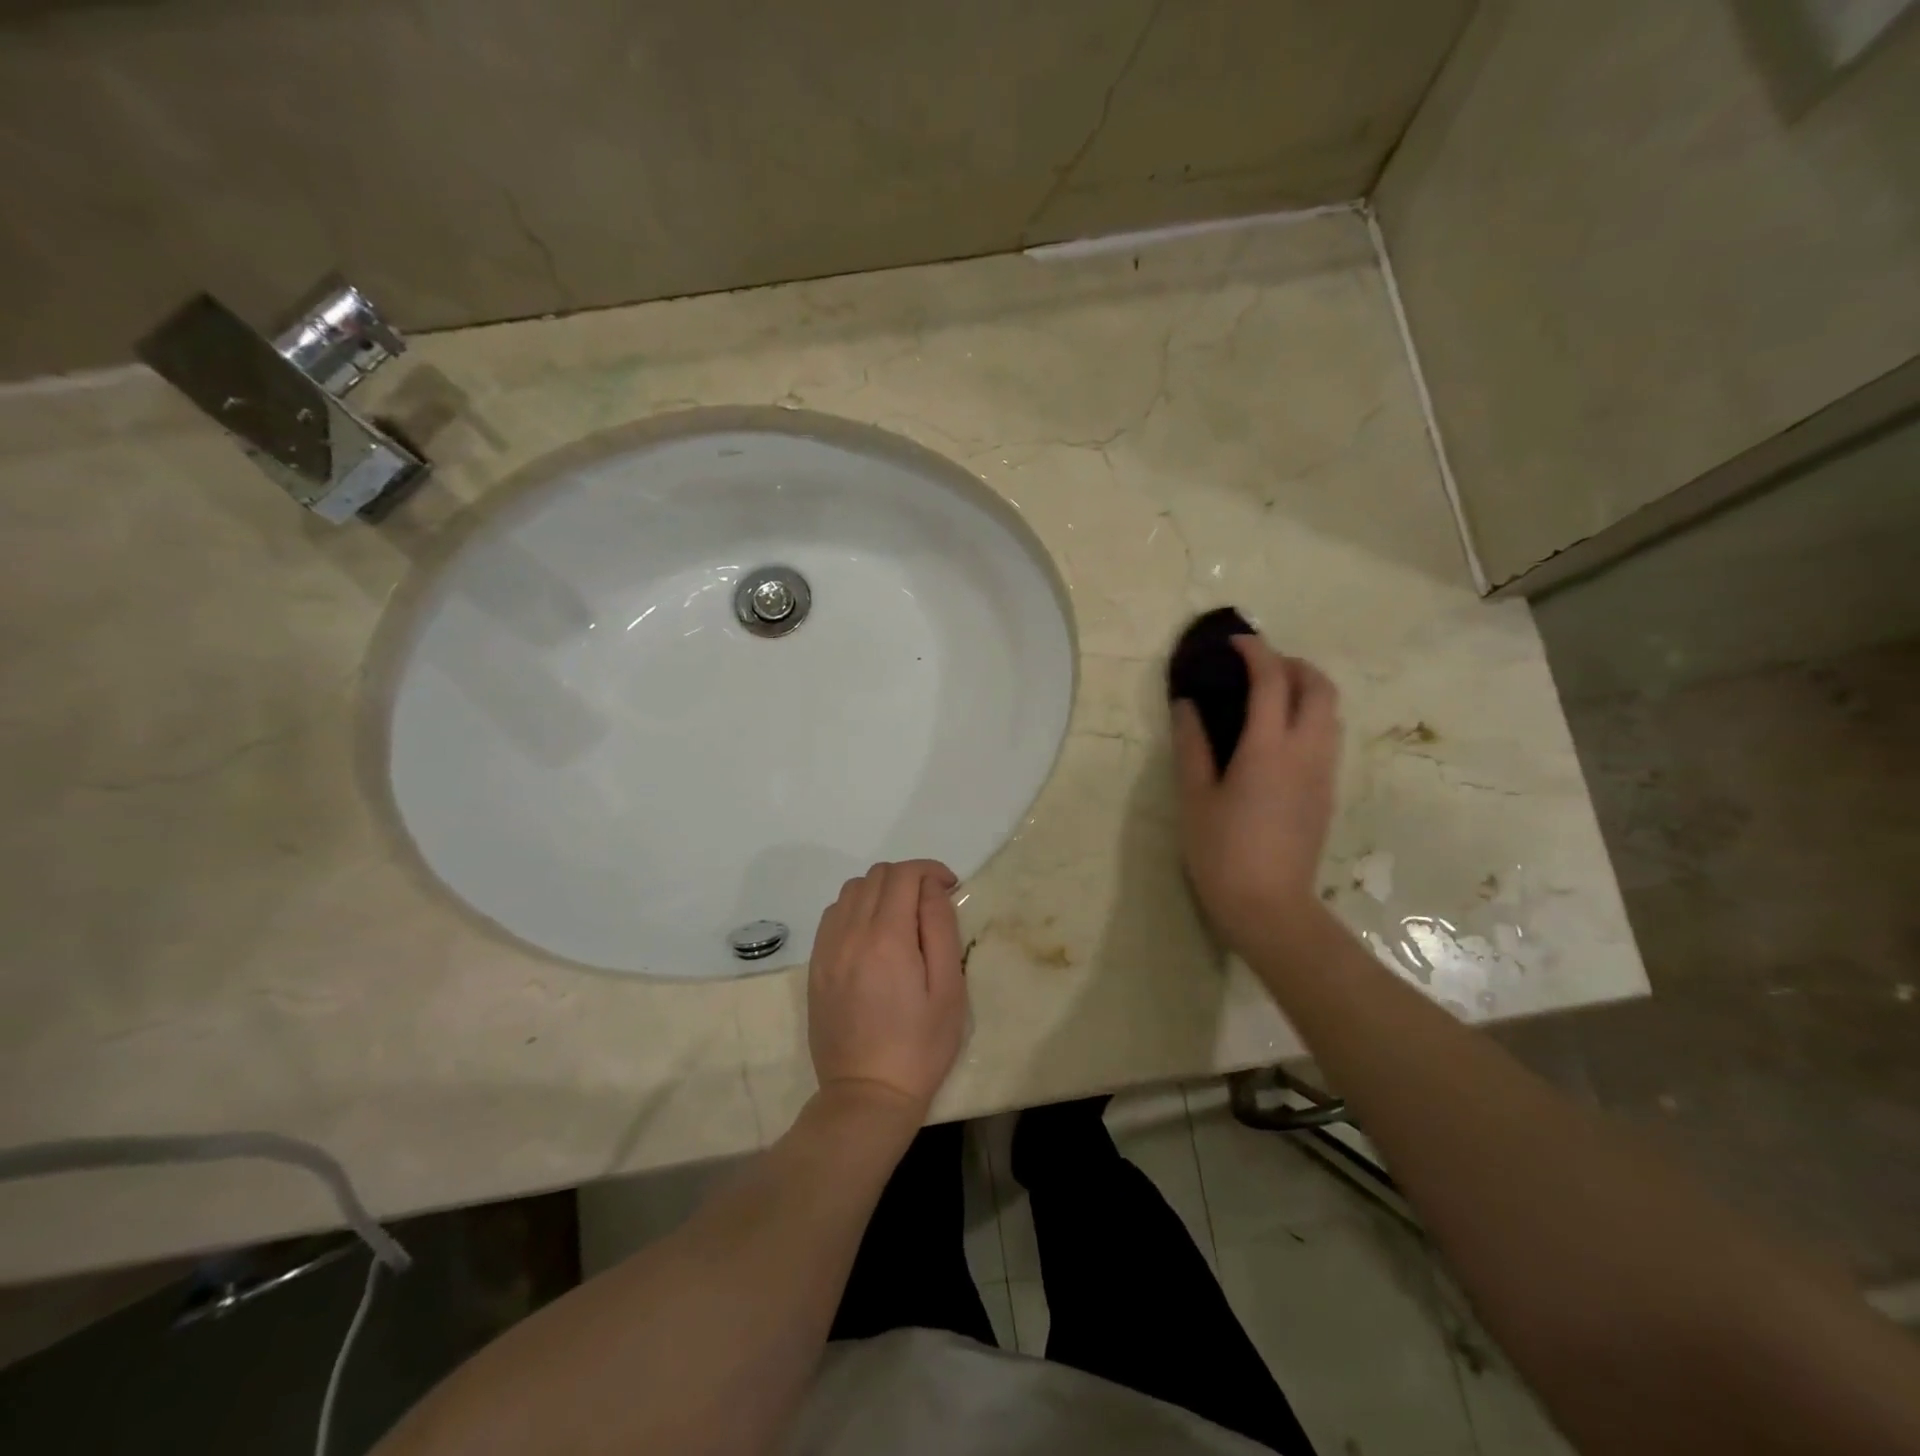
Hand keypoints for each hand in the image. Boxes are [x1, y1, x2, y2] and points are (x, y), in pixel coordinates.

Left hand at [807, 860, 967, 1118]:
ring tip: (901, 917)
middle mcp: (850, 933)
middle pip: (877, 876)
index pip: (904, 875)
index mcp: (887, 938)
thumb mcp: (948, 989)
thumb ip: (940, 928)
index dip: (930, 870)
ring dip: (880, 890)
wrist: (867, 1094)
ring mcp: (827, 949)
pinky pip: (833, 915)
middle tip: (930, 903)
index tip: (950, 887)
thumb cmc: (920, 1046)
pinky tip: (872, 934)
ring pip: (851, 890)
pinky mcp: (816, 966)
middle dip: (908, 878)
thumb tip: (931, 889)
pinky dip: (856, 909)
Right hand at [1172, 635, 1340, 956]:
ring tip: (1269, 696)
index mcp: (1269, 748)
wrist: (1269, 906)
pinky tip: (1278, 736)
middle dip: (1293, 664)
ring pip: (1331, 711)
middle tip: (1259, 666)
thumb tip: (1186, 705)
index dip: (1256, 652)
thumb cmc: (1221, 851)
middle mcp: (1307, 751)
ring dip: (1307, 689)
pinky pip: (1328, 737)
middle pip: (1319, 687)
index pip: (1272, 681)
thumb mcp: (1194, 796)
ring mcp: (1323, 773)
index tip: (1235, 642)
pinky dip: (1310, 716)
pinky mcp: (1327, 792)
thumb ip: (1191, 745)